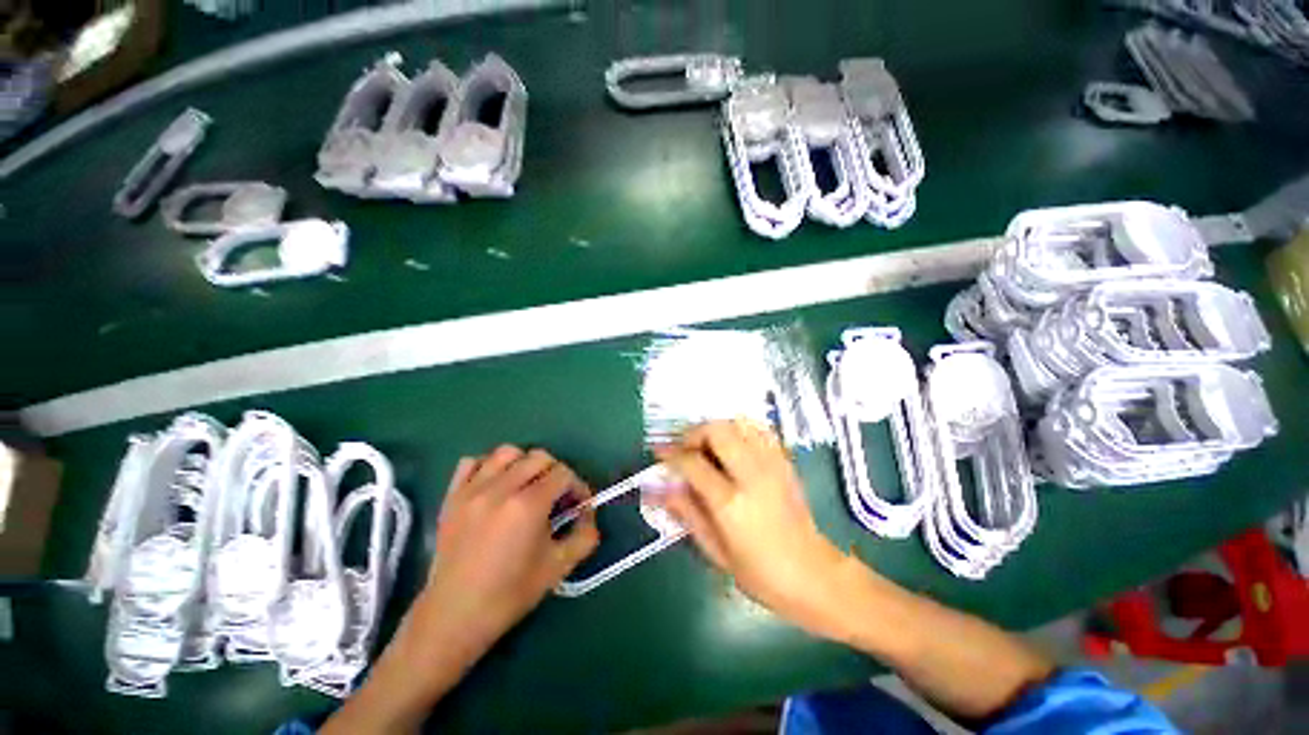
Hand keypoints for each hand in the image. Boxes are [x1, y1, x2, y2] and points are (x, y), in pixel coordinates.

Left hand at [323, 447, 597, 734]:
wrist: (454, 616)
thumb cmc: (510, 594)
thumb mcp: (558, 567)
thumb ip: (585, 536)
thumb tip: (589, 514)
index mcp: (528, 505)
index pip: (563, 474)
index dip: (578, 486)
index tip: (579, 505)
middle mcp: (501, 488)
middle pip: (539, 457)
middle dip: (556, 472)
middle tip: (557, 496)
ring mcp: (472, 489)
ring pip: (507, 452)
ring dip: (524, 463)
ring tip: (526, 486)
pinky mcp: (452, 496)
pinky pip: (472, 463)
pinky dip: (488, 466)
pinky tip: (495, 486)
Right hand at [654, 420, 850, 635]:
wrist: (815, 575)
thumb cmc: (760, 573)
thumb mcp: (716, 551)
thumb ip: (687, 513)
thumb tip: (659, 488)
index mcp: (731, 502)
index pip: (693, 463)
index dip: (671, 454)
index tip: (659, 451)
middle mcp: (752, 474)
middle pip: (717, 430)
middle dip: (695, 433)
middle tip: (686, 448)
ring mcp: (772, 464)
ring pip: (739, 424)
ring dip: (717, 429)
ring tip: (707, 447)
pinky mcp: (785, 462)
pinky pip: (759, 431)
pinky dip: (740, 431)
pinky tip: (733, 447)